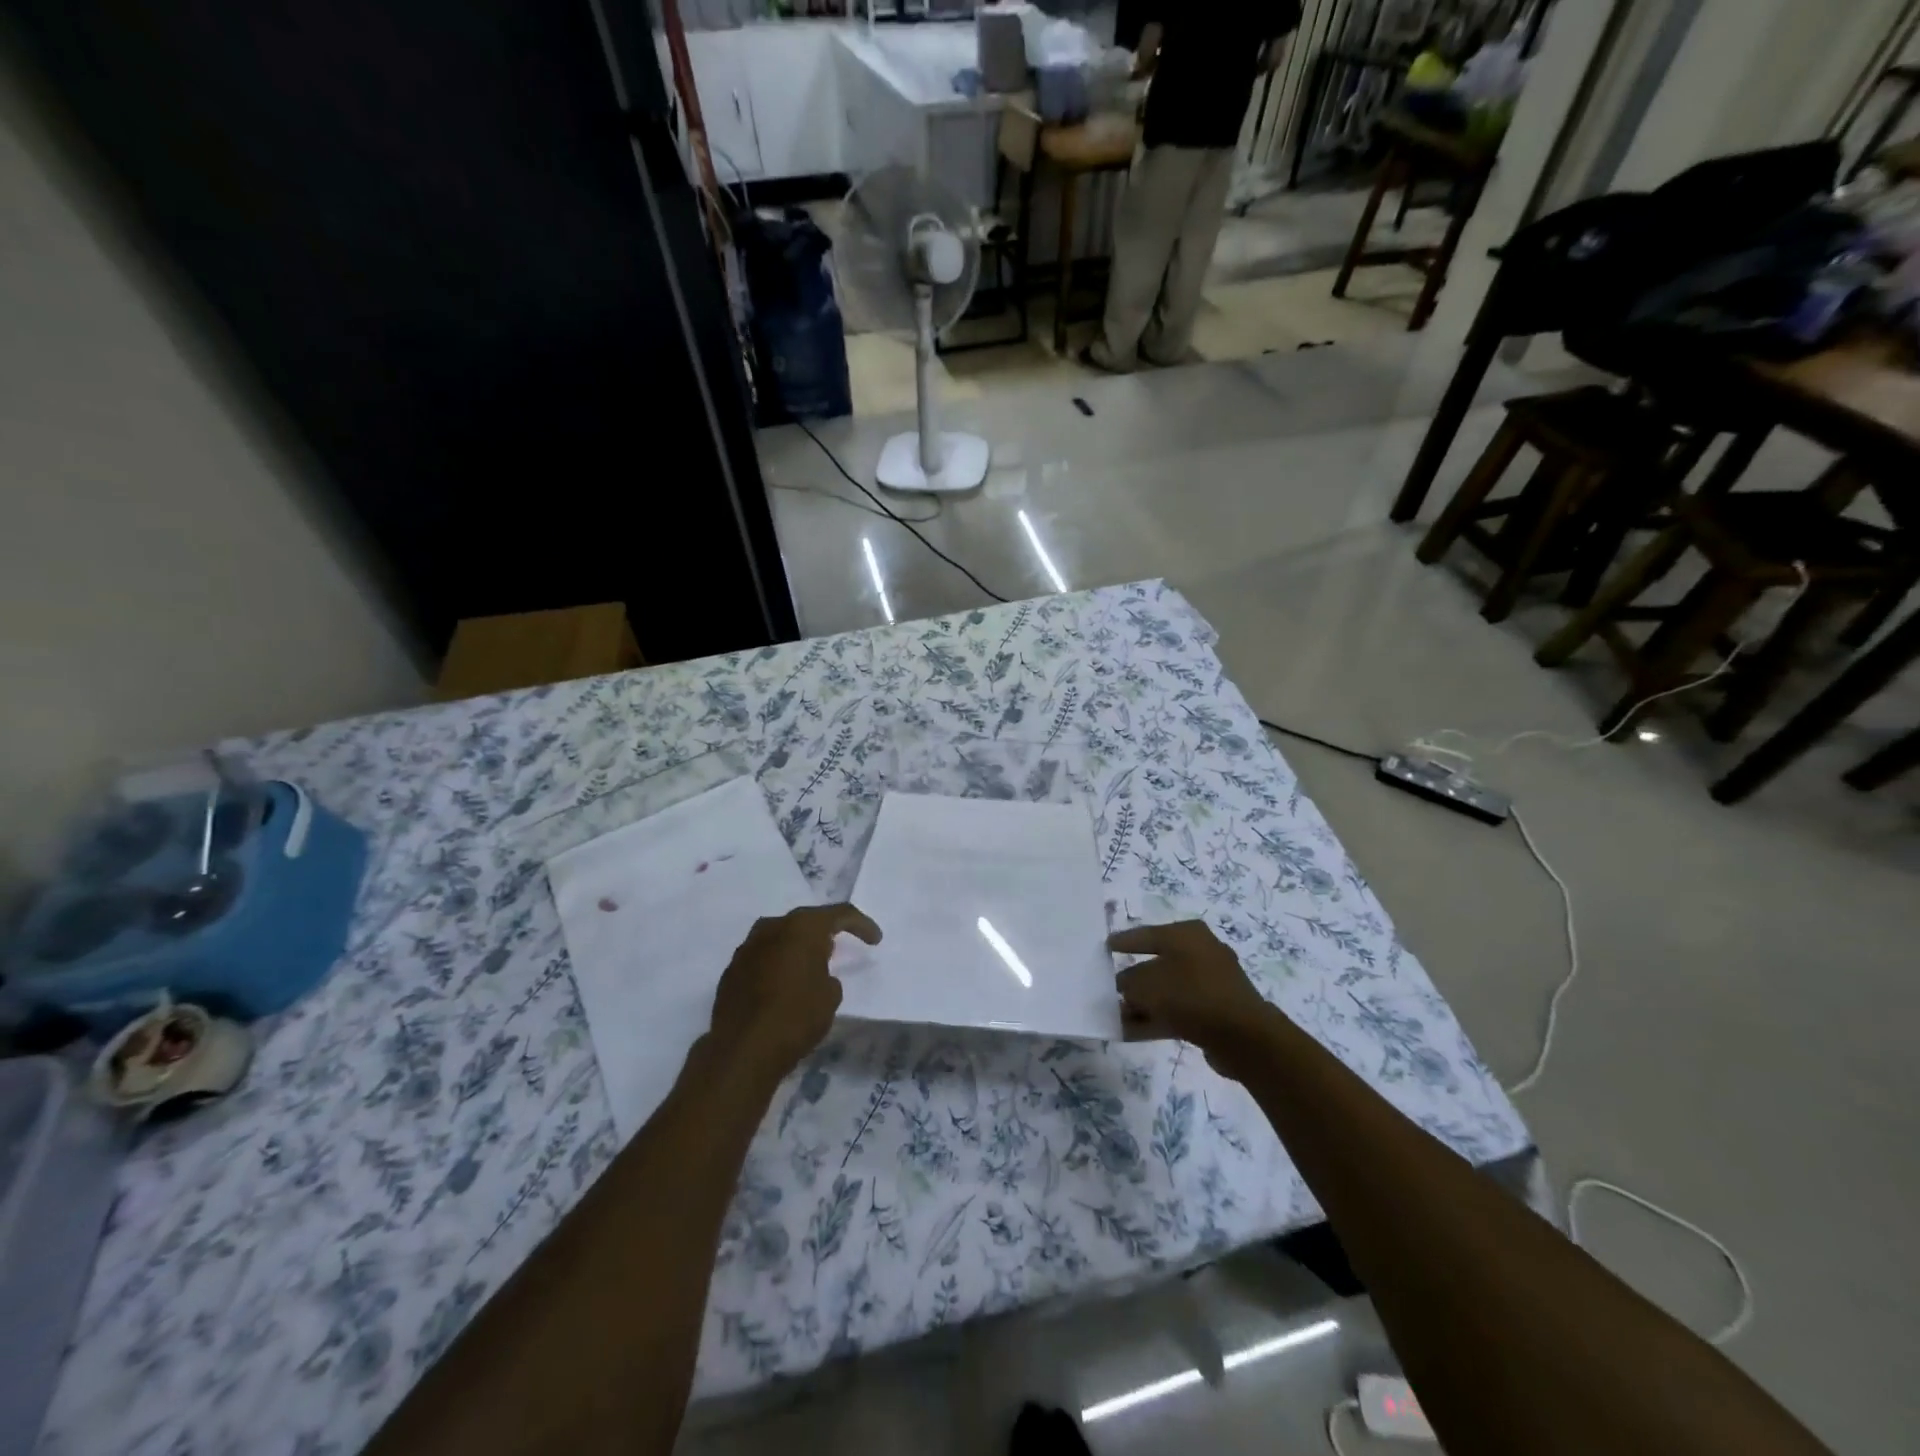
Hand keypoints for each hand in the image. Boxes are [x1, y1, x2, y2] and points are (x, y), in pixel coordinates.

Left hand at [706, 903, 880, 1089]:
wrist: (742, 1049)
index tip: (875, 940)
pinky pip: (762, 958)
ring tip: (809, 966)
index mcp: (802, 927)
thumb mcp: (830, 997)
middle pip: (805, 921)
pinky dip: (777, 964)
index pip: (840, 914)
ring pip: (780, 937)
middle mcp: (772, 927)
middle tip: (839, 948)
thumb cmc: (796, 1016)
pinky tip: (783, 984)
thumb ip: (828, 976)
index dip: (861, 924)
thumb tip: (816, 975)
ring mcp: (747, 947)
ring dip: (797, 948)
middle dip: (824, 933)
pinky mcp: (732, 970)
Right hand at [1109, 920, 1276, 1075]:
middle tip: (1108, 988)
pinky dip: (1155, 1019)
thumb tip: (1124, 987)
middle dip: (1132, 980)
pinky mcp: (1215, 1011)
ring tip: (1114, 1017)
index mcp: (1186, 934)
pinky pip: (1177, 1011)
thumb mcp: (1145, 984)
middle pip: (1156, 964)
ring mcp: (1210, 983)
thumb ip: (1127, 983)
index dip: (1123, 941)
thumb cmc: (1189, 994)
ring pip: (1166, 991)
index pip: (1146, 934)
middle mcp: (1200, 952)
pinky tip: (1130, 1032)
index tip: (1105, 947)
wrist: (1242, 1036)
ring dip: (1141, 1004)